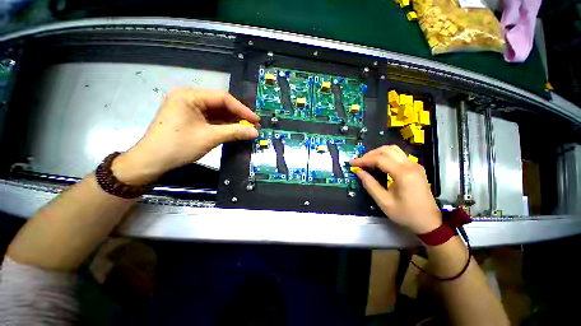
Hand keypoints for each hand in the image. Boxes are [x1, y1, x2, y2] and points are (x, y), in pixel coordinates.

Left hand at [112, 88, 259, 184]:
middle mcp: (189, 98)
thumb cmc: (178, 146)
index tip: (256, 119)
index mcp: (190, 96)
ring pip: (217, 112)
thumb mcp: (210, 137)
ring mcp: (189, 109)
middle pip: (220, 104)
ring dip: (232, 121)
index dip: (242, 109)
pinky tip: (234, 130)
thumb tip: (255, 132)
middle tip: (253, 125)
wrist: (152, 162)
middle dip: (238, 115)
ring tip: (247, 129)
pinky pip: (211, 119)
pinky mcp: (190, 119)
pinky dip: (223, 126)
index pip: (223, 98)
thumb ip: (235, 132)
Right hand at [350, 145, 441, 233]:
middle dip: (369, 154)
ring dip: (378, 153)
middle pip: (386, 150)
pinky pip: (398, 155)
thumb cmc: (406, 214)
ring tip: (367, 161)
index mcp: (403, 174)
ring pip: (393, 149)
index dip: (363, 160)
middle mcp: (410, 165)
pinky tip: (379, 164)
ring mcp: (415, 165)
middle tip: (359, 163)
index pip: (379, 159)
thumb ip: (370, 185)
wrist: (429, 222)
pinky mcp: (416, 167)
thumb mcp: (384, 202)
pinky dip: (385, 155)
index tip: (351, 163)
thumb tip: (358, 172)